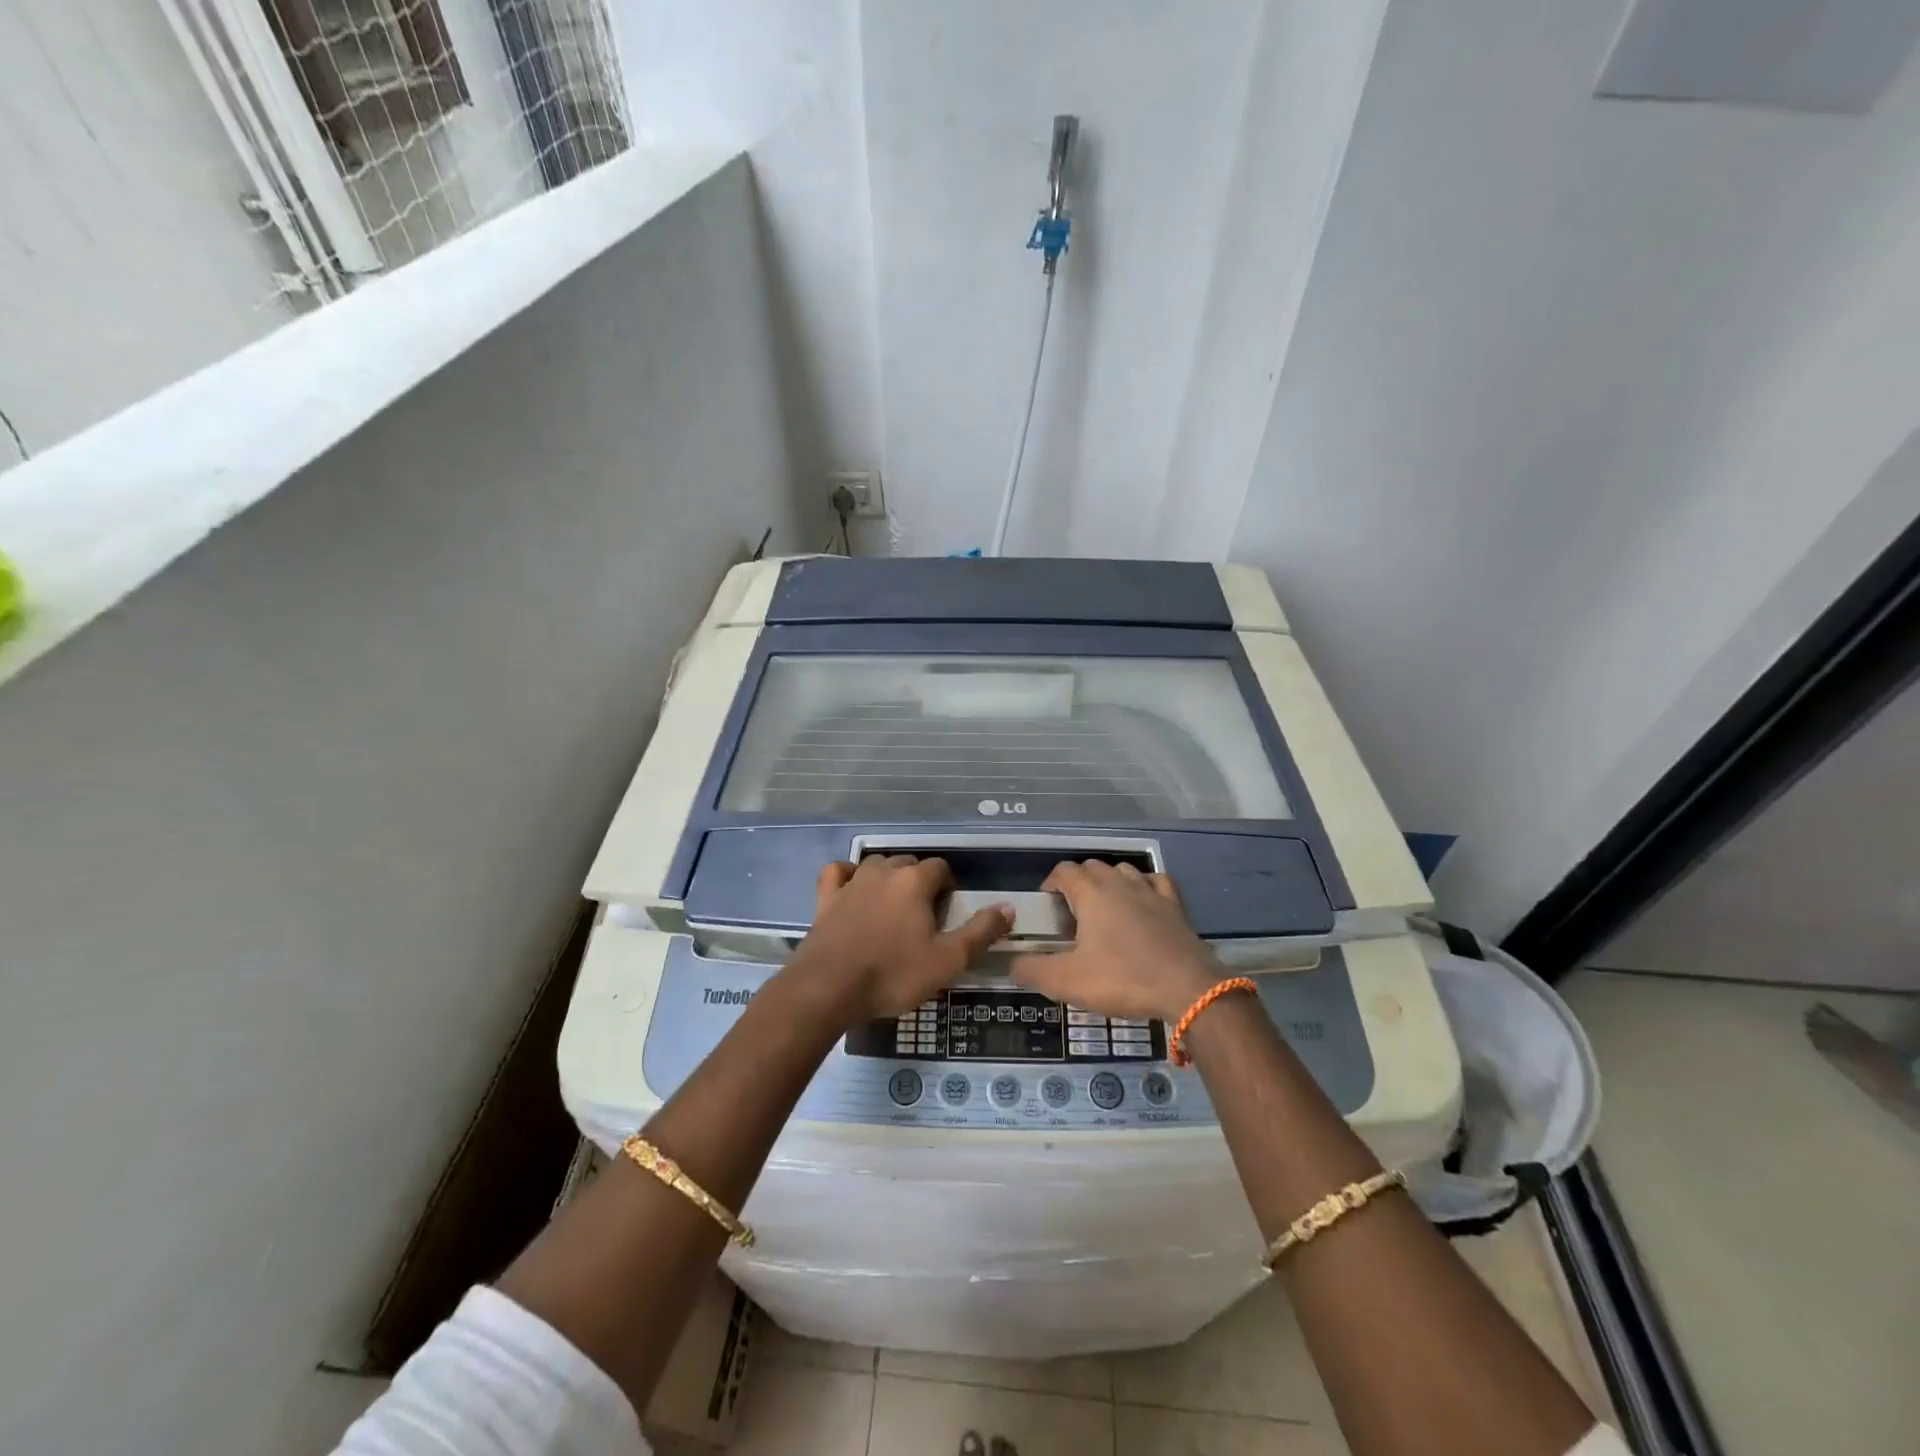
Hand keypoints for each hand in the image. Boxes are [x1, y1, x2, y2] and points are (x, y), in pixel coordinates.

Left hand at [796, 856, 1011, 1021]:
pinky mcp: (826, 898)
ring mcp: (851, 882)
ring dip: (889, 877)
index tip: (948, 914)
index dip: (948, 887)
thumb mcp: (948, 961)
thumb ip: (980, 932)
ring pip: (876, 865)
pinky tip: (853, 888)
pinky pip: (838, 872)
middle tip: (924, 916)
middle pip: (909, 863)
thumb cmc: (892, 975)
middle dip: (920, 882)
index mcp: (914, 882)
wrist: (828, 989)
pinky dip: (848, 874)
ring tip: (894, 907)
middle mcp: (883, 872)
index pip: (940, 868)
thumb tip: (1009, 907)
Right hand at [1010, 861, 1222, 1021]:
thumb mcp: (1067, 981)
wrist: (1189, 989)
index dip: (1050, 884)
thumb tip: (1011, 963)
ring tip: (1104, 911)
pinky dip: (1144, 887)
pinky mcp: (1175, 906)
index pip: (1063, 871)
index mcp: (1091, 892)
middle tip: (1071, 916)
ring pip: (1123, 871)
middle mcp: (1119, 882)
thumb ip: (1032, 970)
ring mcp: (1151, 891)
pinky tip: (1143, 904)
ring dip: (1109, 883)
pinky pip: (1155, 882)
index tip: (1046, 908)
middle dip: (1077, 884)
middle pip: (1092, 867)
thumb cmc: (1123, 979)